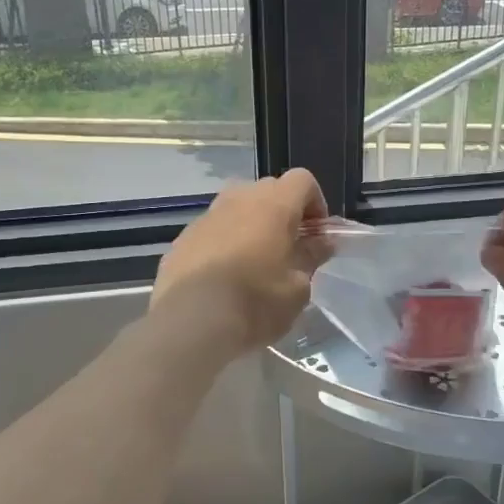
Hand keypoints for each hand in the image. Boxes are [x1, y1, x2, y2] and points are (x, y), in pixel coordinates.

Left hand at [152, 169, 329, 354]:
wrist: (191, 323)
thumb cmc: (255, 303)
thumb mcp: (297, 288)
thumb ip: (311, 257)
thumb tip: (321, 242)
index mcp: (273, 205)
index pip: (302, 180)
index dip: (315, 203)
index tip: (317, 235)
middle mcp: (238, 200)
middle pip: (268, 189)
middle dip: (283, 212)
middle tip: (289, 248)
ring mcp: (206, 217)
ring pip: (236, 206)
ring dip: (251, 224)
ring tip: (255, 261)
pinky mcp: (183, 238)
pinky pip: (213, 229)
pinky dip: (224, 241)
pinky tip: (224, 276)